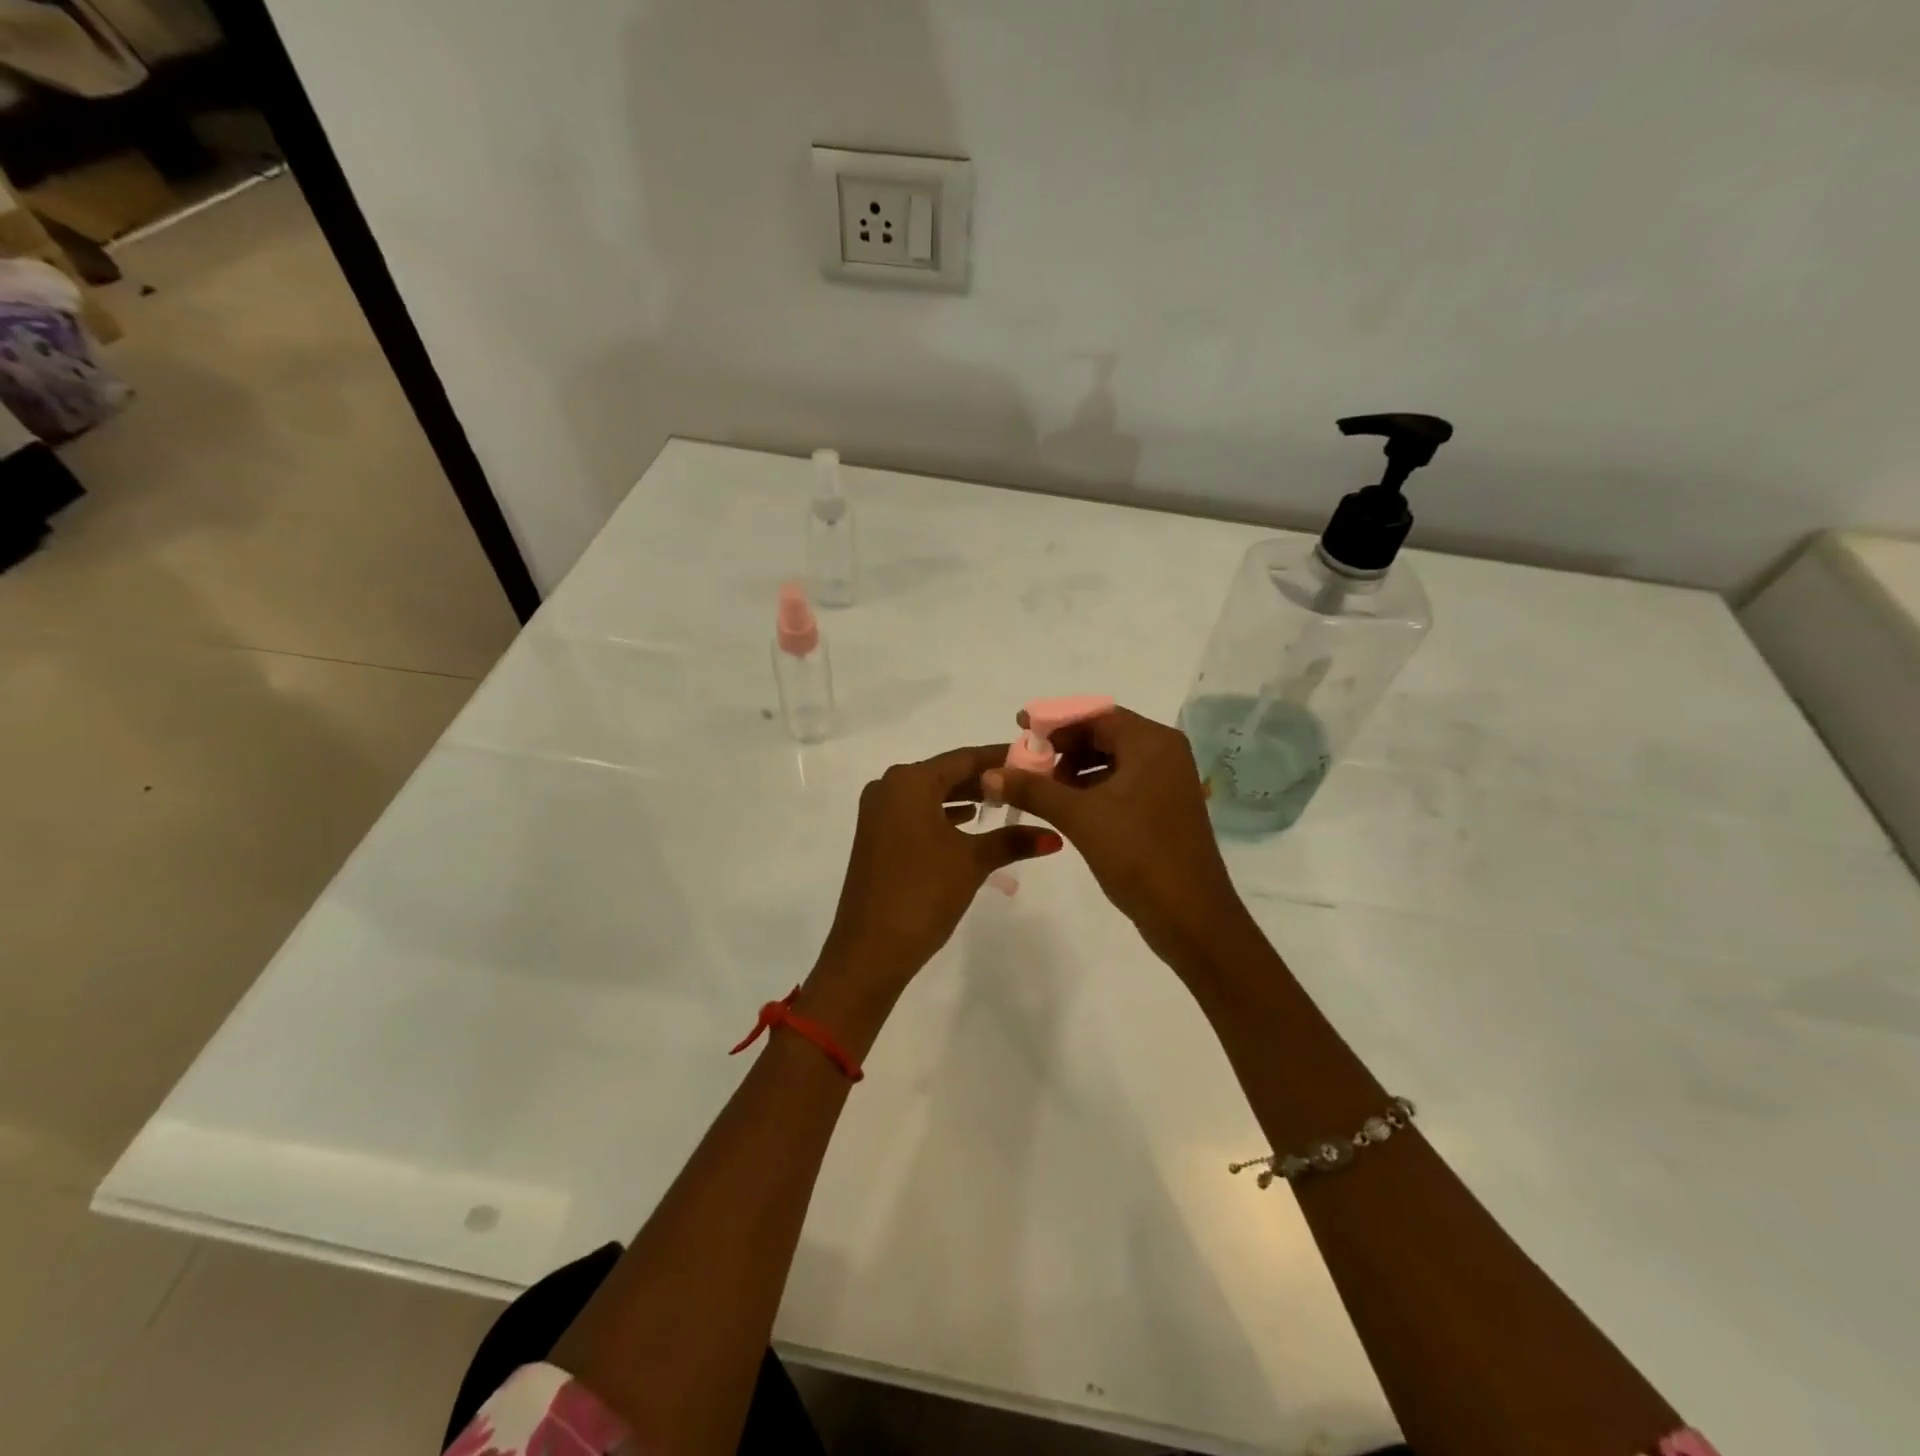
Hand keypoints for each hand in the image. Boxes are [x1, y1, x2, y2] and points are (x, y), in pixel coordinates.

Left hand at [816, 744, 1062, 991]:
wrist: (870, 948)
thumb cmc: (923, 892)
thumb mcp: (972, 861)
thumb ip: (1012, 840)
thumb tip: (1054, 836)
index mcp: (909, 781)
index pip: (964, 758)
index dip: (1000, 758)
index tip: (1032, 759)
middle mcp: (889, 787)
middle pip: (946, 774)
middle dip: (984, 780)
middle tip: (1025, 783)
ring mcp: (877, 813)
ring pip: (930, 794)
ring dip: (964, 798)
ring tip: (1004, 804)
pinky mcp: (875, 837)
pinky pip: (916, 813)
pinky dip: (943, 815)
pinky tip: (969, 824)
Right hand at [983, 706, 1251, 967]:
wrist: (1190, 916)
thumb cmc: (1137, 854)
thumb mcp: (1079, 817)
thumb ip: (1033, 790)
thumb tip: (989, 774)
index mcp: (1151, 743)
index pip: (1096, 715)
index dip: (1055, 720)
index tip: (1020, 727)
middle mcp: (1164, 753)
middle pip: (1104, 734)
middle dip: (1063, 747)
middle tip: (1027, 764)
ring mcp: (1167, 782)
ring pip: (1112, 761)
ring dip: (1075, 770)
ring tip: (1042, 790)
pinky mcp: (1164, 808)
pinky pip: (1122, 784)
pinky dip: (1093, 789)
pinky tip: (1067, 808)